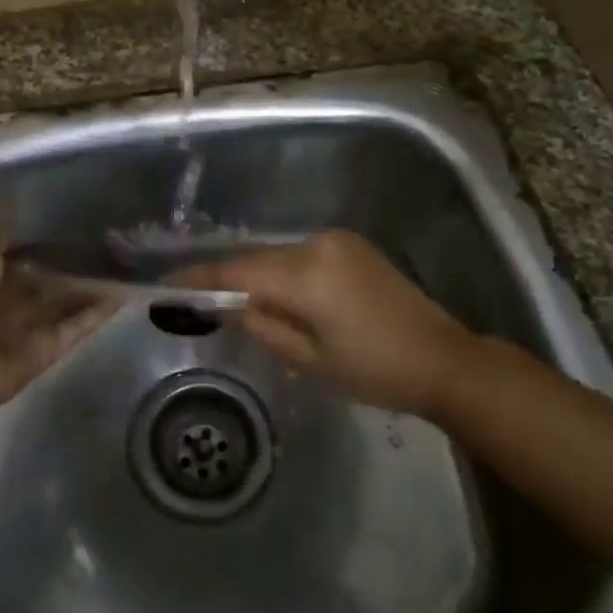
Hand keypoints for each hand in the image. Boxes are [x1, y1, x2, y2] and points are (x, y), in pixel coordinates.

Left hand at [0, 219, 118, 415]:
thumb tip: (11, 200)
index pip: (24, 253)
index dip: (47, 238)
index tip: (77, 217)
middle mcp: (13, 301)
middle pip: (50, 278)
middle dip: (74, 262)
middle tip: (111, 237)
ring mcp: (33, 326)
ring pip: (69, 301)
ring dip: (93, 285)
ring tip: (127, 262)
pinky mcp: (51, 348)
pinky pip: (79, 326)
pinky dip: (100, 312)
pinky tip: (124, 292)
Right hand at [178, 230, 498, 418]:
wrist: (445, 360)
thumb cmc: (376, 371)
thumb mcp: (311, 359)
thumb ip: (263, 325)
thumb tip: (228, 304)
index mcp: (307, 274)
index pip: (237, 269)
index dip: (200, 277)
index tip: (167, 285)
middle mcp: (318, 244)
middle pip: (256, 258)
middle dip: (226, 277)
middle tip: (196, 299)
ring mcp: (337, 241)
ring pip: (278, 255)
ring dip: (256, 275)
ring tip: (234, 301)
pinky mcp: (351, 246)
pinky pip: (301, 255)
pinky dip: (282, 272)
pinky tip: (276, 294)